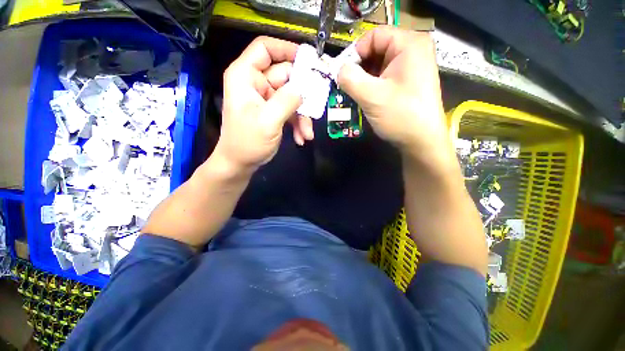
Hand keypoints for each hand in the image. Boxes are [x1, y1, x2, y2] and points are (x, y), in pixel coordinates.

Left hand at [214, 37, 312, 173]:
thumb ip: (286, 101)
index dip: (287, 49)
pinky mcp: (274, 112)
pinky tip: (301, 138)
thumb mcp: (267, 121)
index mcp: (246, 76)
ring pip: (292, 96)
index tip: (309, 60)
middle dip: (303, 94)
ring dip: (302, 115)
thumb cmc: (247, 142)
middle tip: (317, 105)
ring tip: (307, 133)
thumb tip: (304, 88)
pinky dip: (298, 124)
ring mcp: (267, 99)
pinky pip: (291, 111)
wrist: (241, 163)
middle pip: (286, 76)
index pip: (265, 49)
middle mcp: (257, 84)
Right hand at [337, 27, 454, 170]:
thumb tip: (338, 70)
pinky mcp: (408, 82)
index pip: (373, 36)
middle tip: (347, 87)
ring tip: (356, 95)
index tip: (343, 74)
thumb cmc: (400, 116)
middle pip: (376, 50)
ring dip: (364, 79)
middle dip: (359, 69)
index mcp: (409, 44)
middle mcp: (413, 51)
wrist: (421, 141)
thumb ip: (350, 79)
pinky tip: (366, 99)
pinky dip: (372, 86)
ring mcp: (411, 67)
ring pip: (378, 65)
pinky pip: (384, 77)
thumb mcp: (371, 96)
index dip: (354, 53)